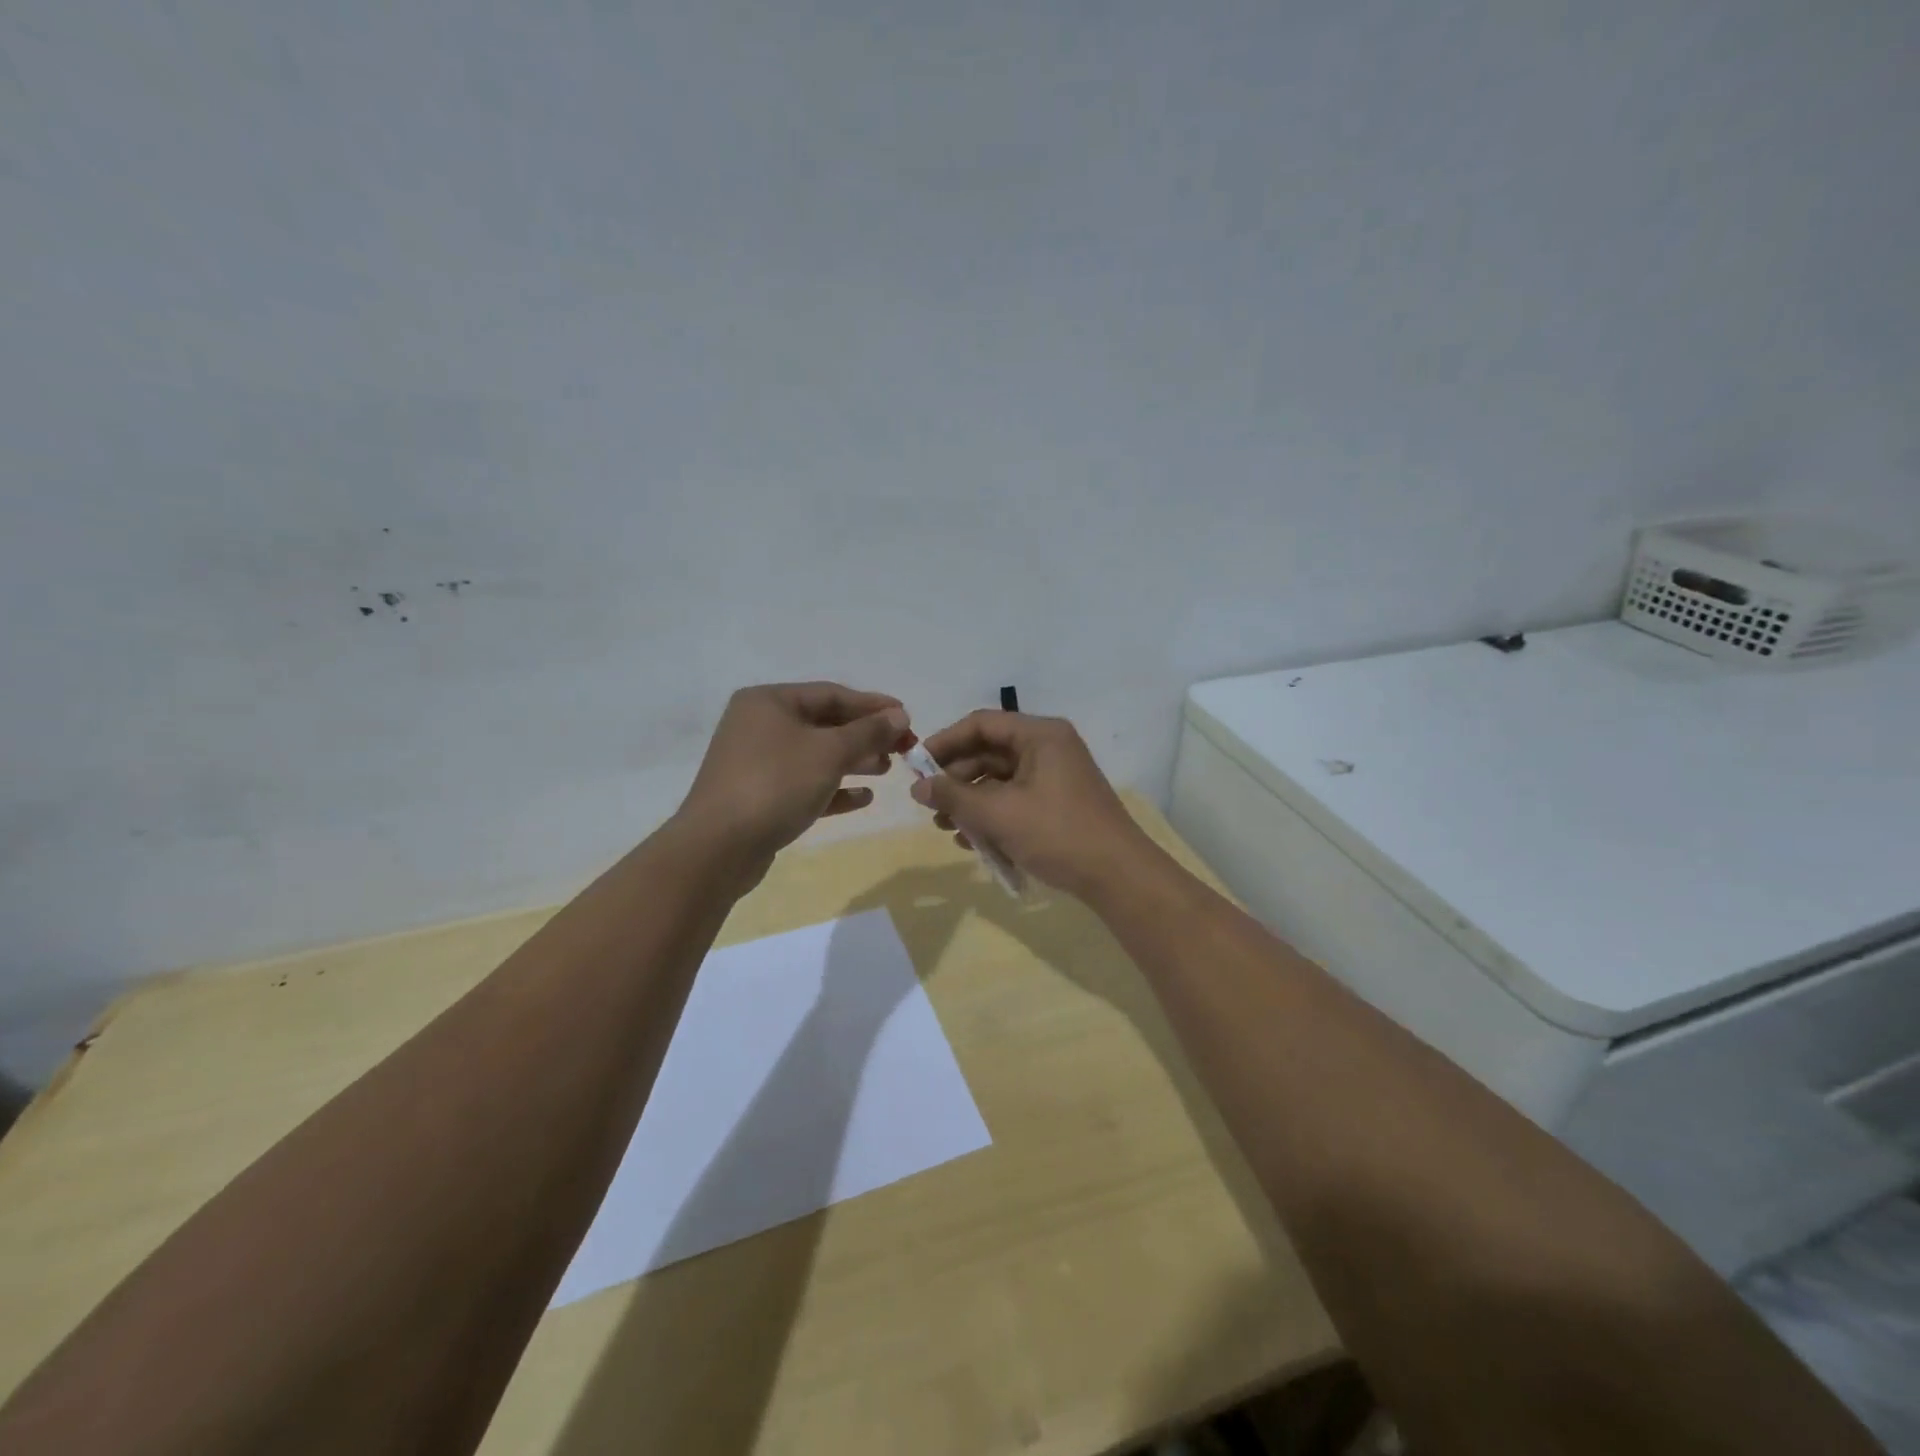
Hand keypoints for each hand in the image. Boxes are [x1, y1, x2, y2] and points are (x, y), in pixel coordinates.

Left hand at [677, 683, 909, 868]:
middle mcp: (760, 725)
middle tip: (903, 747)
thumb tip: (899, 715)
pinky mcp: (760, 797)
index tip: (907, 717)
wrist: (719, 847)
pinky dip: (835, 788)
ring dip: (854, 761)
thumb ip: (868, 732)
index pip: (831, 694)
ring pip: (816, 755)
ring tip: (888, 770)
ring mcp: (757, 763)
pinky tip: (864, 798)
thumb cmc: (776, 784)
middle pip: (824, 724)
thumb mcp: (829, 752)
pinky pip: (805, 784)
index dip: (872, 705)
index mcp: (770, 702)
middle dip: (865, 735)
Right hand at [909, 710, 1154, 897]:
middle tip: (929, 805)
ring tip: (946, 829)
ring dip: (970, 802)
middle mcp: (1048, 747)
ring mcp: (1055, 777)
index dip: (945, 742)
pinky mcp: (1058, 804)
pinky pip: (1015, 800)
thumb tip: (917, 787)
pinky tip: (972, 842)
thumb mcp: (998, 814)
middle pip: (989, 752)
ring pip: (1000, 780)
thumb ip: (954, 797)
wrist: (1118, 876)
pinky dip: (992, 816)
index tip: (916, 766)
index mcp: (1040, 735)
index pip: (981, 724)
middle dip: (956, 779)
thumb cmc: (1057, 833)